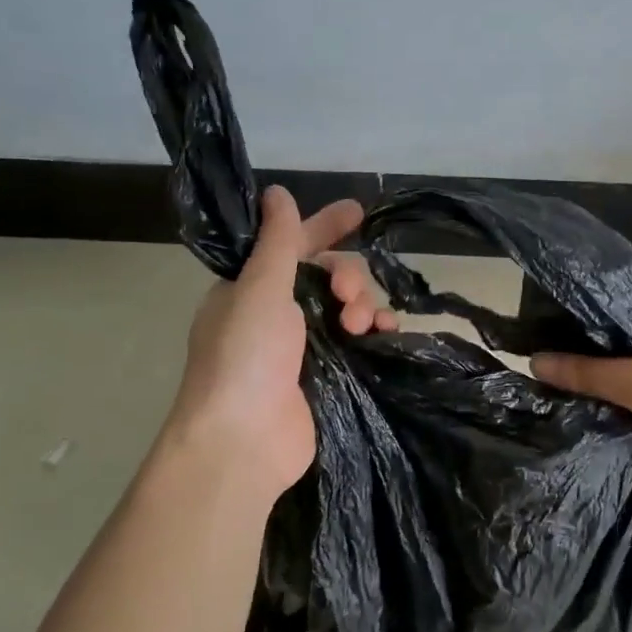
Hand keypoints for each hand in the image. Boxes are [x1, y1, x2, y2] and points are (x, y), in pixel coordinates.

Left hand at [163, 187, 394, 496]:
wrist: (243, 440)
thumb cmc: (244, 357)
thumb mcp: (259, 288)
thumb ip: (277, 240)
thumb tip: (276, 192)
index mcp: (254, 288)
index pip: (294, 245)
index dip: (324, 226)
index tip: (358, 211)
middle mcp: (280, 313)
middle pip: (329, 276)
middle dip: (348, 276)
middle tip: (348, 296)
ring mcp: (306, 347)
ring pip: (350, 307)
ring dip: (364, 304)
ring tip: (363, 325)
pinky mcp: (330, 376)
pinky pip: (362, 341)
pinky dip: (377, 332)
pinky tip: (388, 334)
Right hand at [531, 285, 631, 487]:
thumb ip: (591, 374)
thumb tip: (534, 361)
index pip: (604, 298)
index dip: (566, 311)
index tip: (526, 329)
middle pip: (610, 336)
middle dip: (575, 352)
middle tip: (528, 366)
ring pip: (623, 369)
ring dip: (595, 383)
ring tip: (544, 392)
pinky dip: (616, 404)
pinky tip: (581, 414)